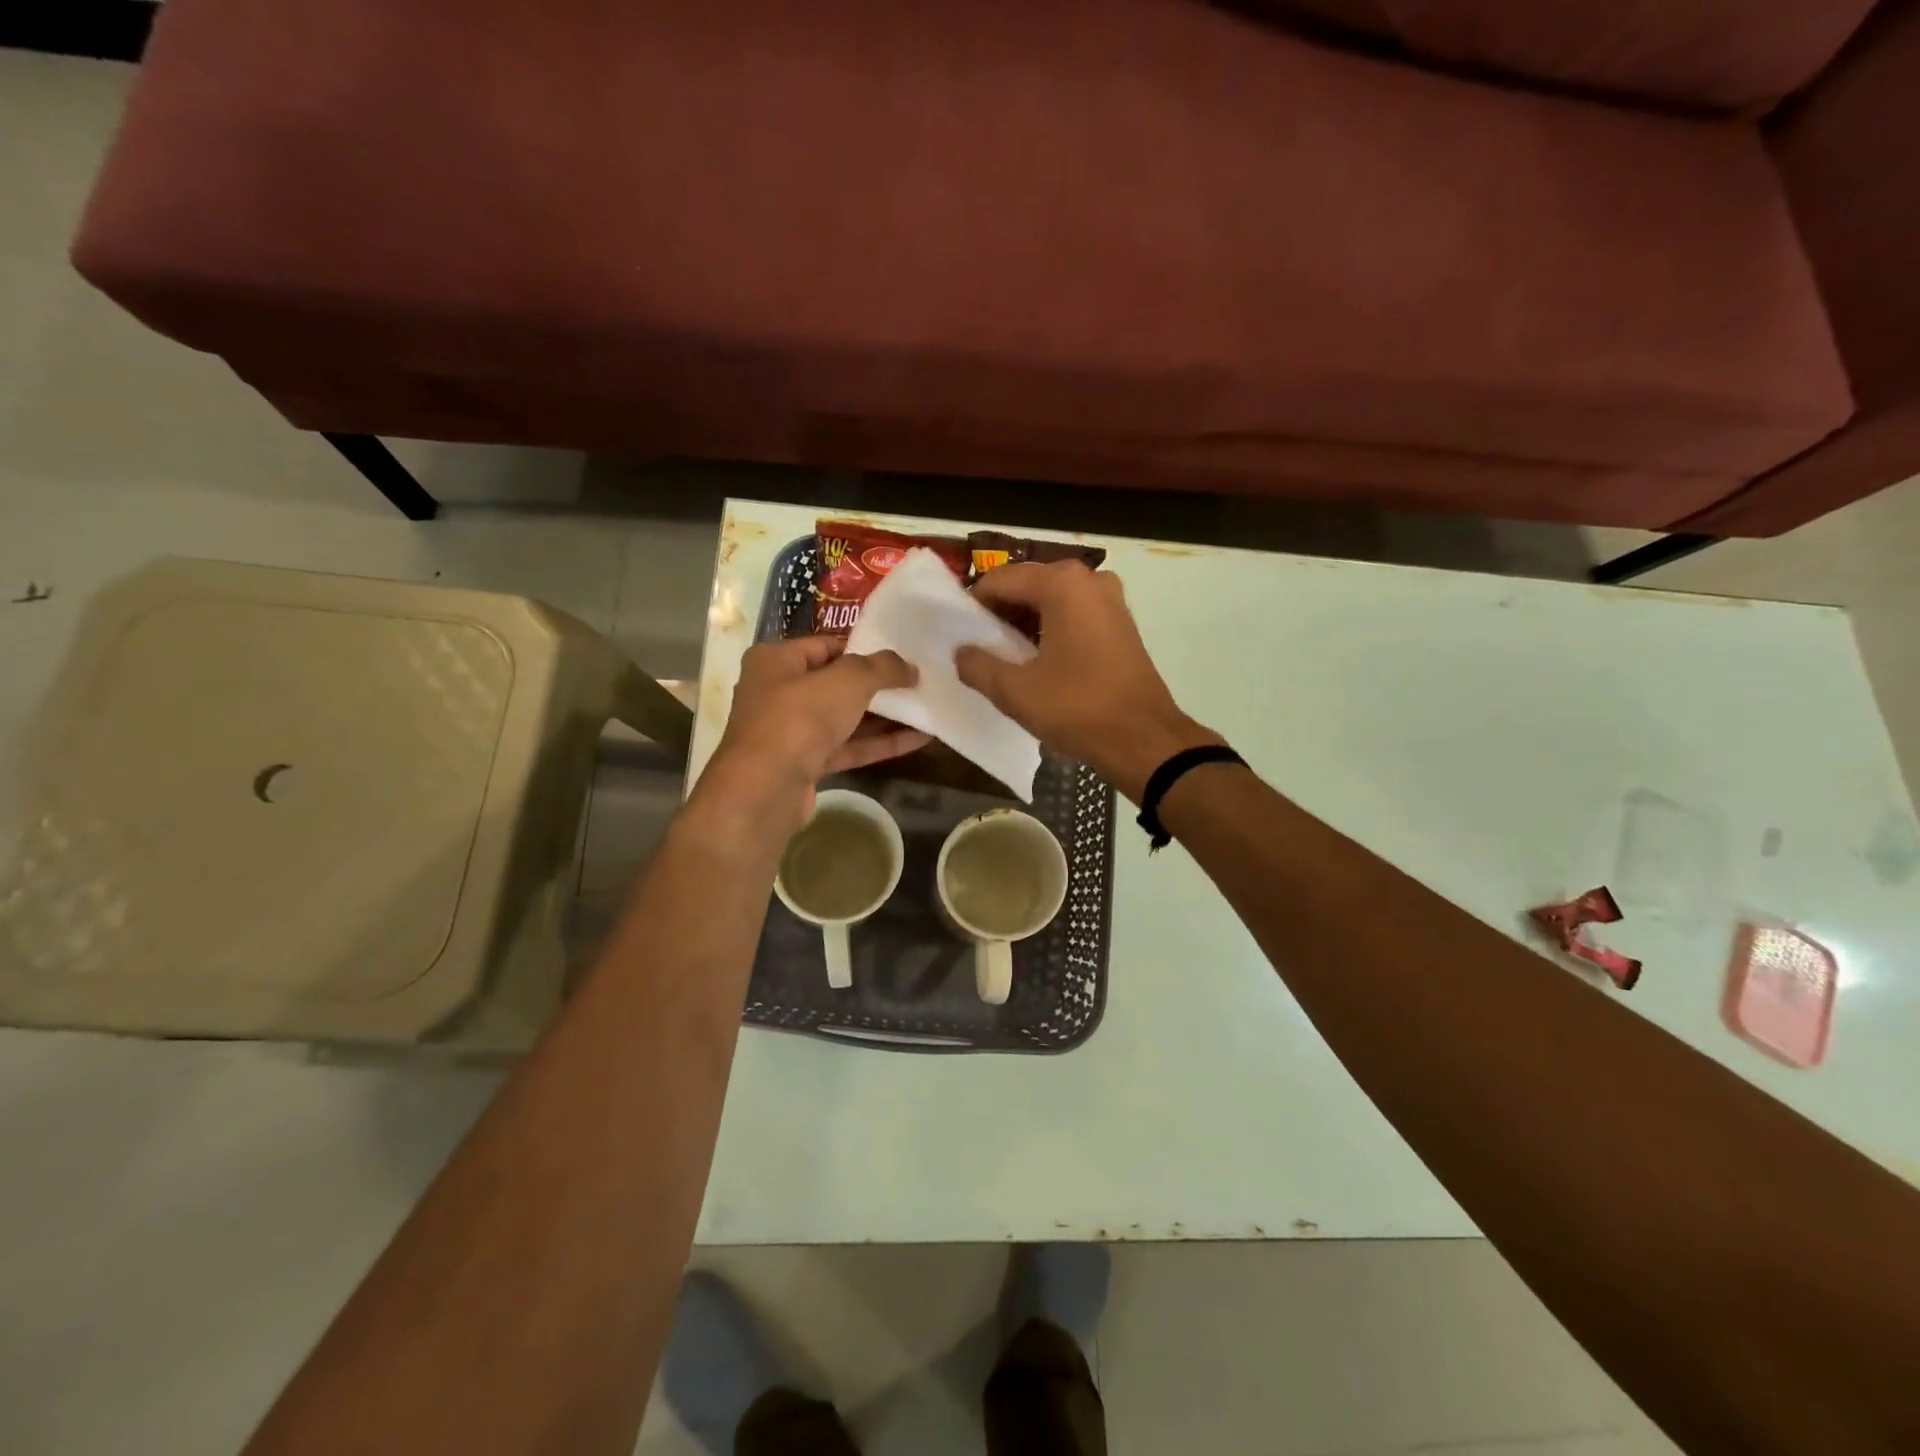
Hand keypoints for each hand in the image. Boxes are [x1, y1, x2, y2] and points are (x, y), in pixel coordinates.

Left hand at [696, 638, 929, 837]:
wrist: (766, 789)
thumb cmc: (800, 717)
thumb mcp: (848, 680)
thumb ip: (882, 668)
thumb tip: (910, 668)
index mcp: (776, 660)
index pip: (826, 646)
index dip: (864, 649)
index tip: (900, 656)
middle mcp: (778, 692)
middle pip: (836, 683)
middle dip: (877, 685)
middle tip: (918, 682)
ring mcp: (791, 732)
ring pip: (844, 718)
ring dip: (884, 716)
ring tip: (926, 709)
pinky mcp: (805, 765)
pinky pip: (848, 747)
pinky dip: (879, 743)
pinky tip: (918, 739)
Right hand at [955, 561, 1219, 801]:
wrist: (1143, 739)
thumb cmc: (1076, 708)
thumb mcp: (1014, 691)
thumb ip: (977, 665)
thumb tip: (961, 652)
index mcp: (1061, 584)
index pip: (999, 581)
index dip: (973, 606)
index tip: (960, 635)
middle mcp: (1088, 579)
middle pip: (1027, 585)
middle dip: (1001, 613)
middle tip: (981, 647)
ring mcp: (1110, 598)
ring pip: (1052, 600)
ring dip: (1026, 622)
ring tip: (1007, 657)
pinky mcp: (1121, 622)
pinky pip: (1075, 613)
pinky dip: (1052, 628)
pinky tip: (1040, 661)